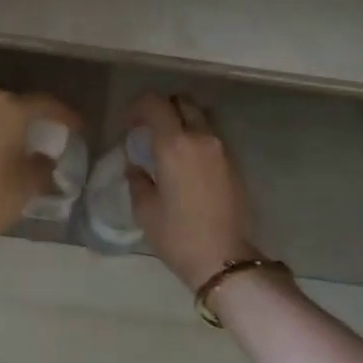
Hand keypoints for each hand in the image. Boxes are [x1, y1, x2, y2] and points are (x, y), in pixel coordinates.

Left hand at [0, 89, 82, 245]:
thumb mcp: (29, 183)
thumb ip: (43, 164)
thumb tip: (44, 158)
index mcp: (8, 108)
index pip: (45, 105)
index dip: (64, 116)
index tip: (78, 128)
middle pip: (15, 105)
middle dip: (32, 119)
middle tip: (48, 134)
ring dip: (7, 126)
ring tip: (22, 143)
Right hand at [126, 92, 258, 288]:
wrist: (225, 260)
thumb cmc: (178, 236)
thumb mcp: (146, 210)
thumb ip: (137, 181)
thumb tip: (135, 167)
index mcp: (174, 145)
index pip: (155, 104)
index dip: (138, 107)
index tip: (128, 124)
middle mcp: (201, 138)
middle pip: (182, 102)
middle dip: (163, 108)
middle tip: (148, 129)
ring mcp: (222, 149)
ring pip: (200, 117)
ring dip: (182, 121)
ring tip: (169, 145)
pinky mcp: (234, 163)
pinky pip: (211, 137)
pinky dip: (196, 138)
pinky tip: (186, 163)